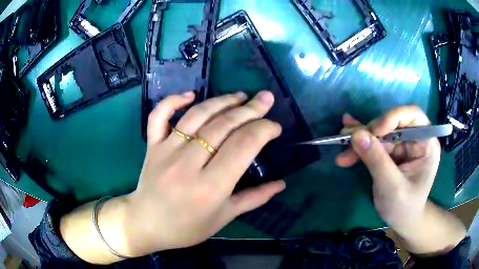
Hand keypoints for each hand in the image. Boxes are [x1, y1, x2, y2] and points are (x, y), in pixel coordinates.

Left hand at [122, 91, 284, 256]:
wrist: (146, 223)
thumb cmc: (186, 227)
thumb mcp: (224, 217)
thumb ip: (254, 198)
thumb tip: (281, 184)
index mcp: (211, 187)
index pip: (243, 146)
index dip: (263, 130)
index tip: (275, 126)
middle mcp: (189, 164)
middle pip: (224, 126)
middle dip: (250, 109)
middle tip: (265, 98)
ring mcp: (167, 151)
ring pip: (197, 115)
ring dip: (222, 101)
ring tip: (240, 96)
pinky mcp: (152, 146)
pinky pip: (160, 116)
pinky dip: (173, 101)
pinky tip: (190, 94)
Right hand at [335, 105, 440, 227]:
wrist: (402, 220)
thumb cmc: (404, 207)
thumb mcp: (391, 187)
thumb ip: (377, 160)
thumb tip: (356, 134)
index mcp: (426, 143)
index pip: (412, 115)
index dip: (392, 117)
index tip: (373, 132)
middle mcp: (415, 138)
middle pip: (391, 123)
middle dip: (369, 132)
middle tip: (347, 141)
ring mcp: (403, 144)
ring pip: (379, 132)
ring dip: (360, 138)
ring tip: (341, 143)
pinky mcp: (392, 150)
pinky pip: (374, 141)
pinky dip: (360, 142)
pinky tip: (346, 137)